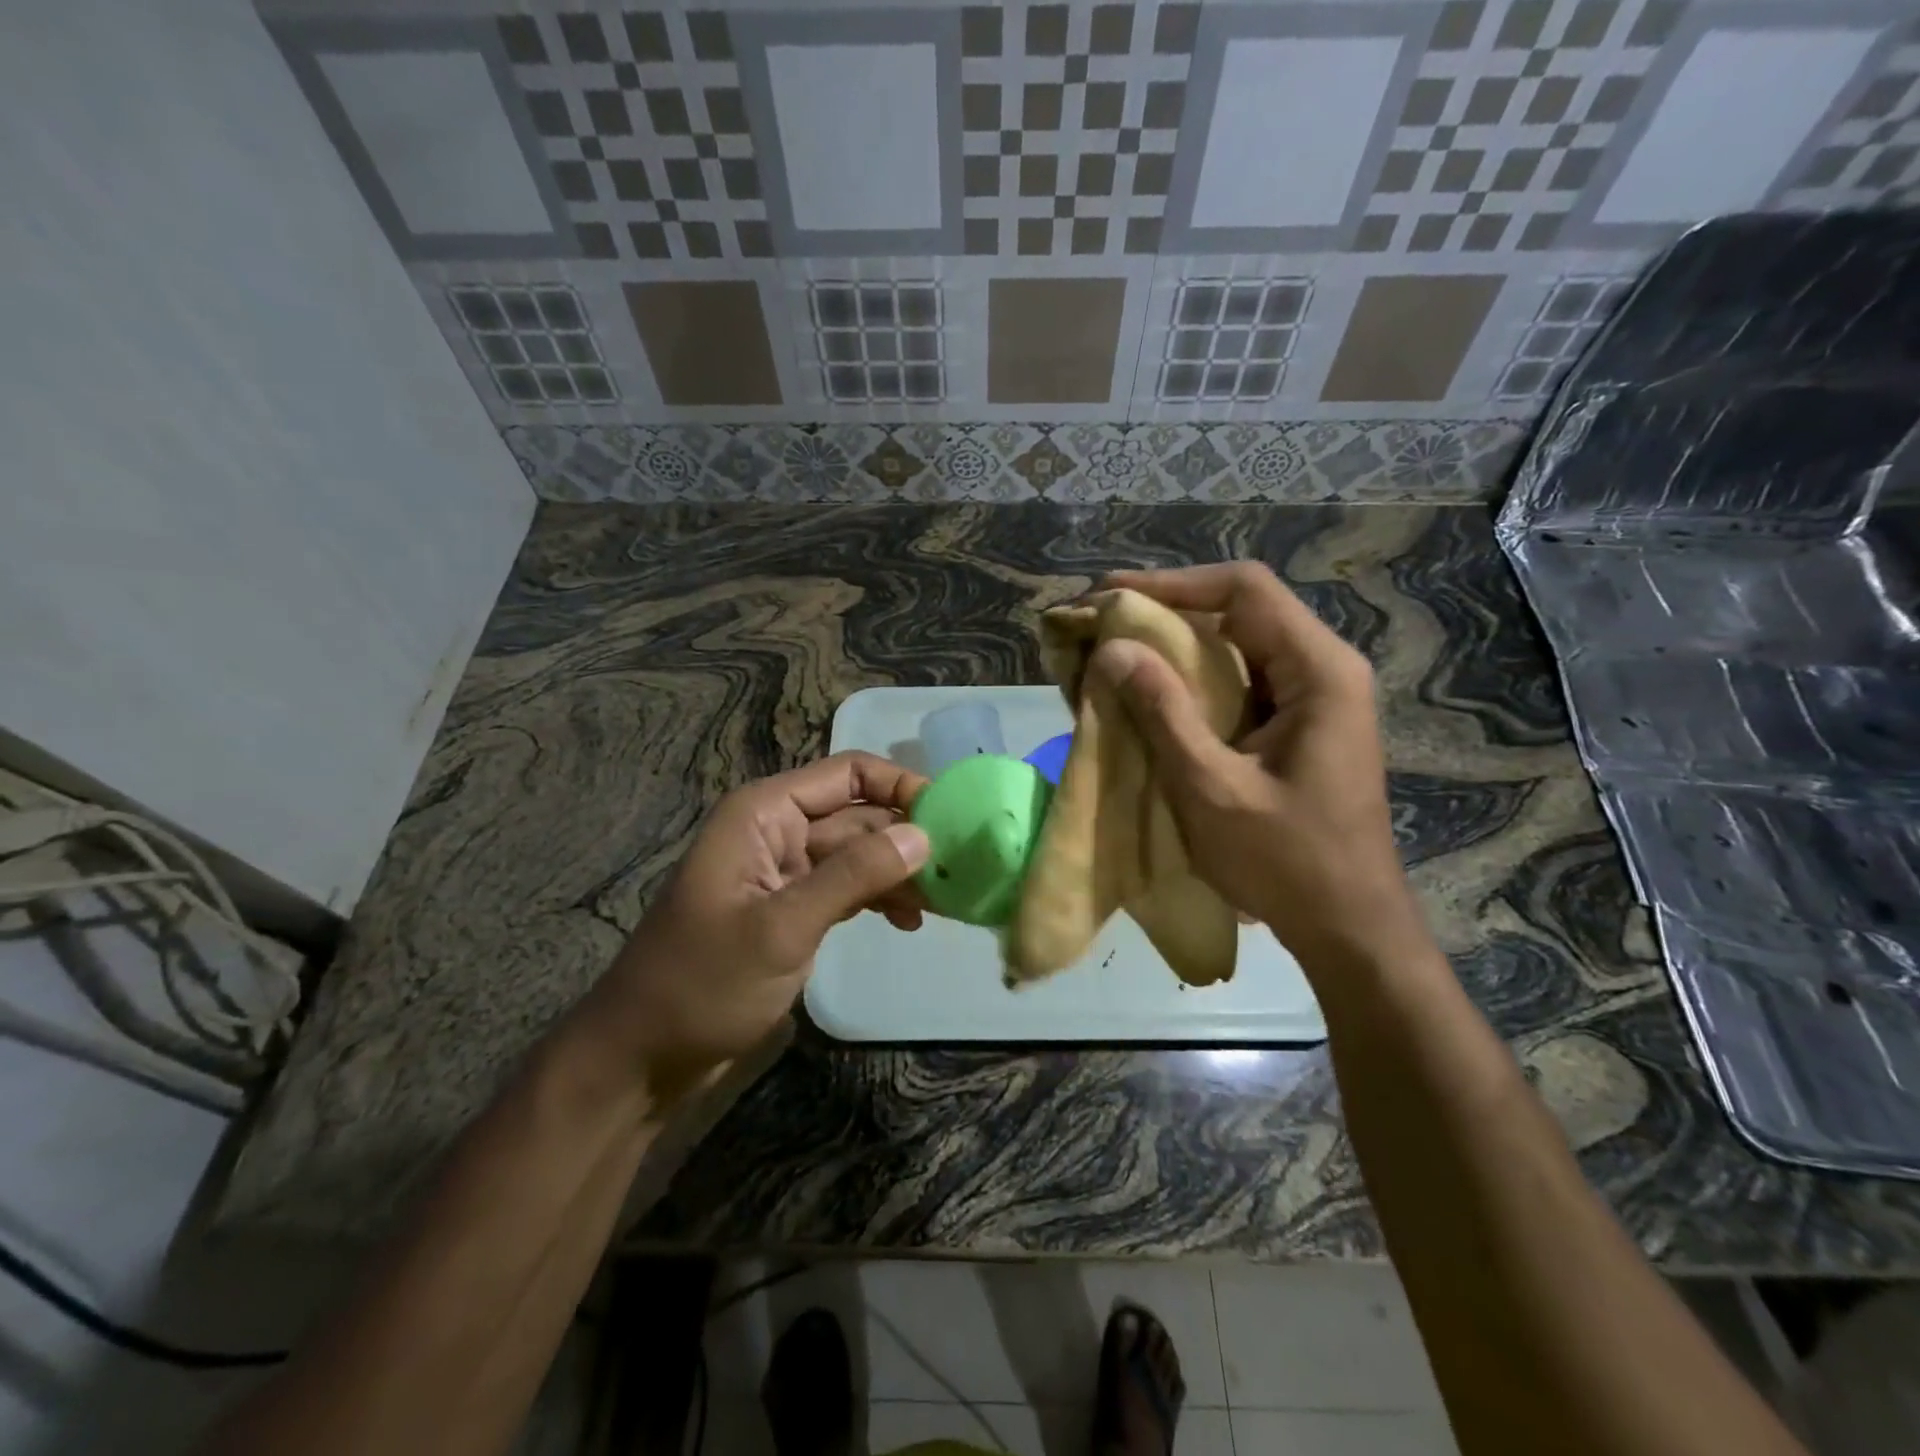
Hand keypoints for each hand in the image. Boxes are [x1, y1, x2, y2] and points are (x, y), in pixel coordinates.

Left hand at [572, 752, 928, 1098]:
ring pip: (859, 854)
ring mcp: (787, 872)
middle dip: (908, 838)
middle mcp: (778, 830)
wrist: (642, 1057)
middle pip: (860, 815)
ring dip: (900, 872)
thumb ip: (853, 876)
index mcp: (765, 813)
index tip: (950, 820)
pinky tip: (911, 921)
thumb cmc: (702, 984)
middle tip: (964, 869)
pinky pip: (848, 888)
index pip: (849, 774)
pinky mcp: (794, 909)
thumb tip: (924, 836)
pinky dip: (879, 898)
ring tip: (946, 901)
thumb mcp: (782, 927)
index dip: (901, 788)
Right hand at [1092, 564, 1423, 967]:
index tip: (1110, 597)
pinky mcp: (1297, 726)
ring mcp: (1314, 698)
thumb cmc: (1287, 862)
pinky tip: (1149, 696)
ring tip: (1112, 655)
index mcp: (1319, 671)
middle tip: (1099, 626)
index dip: (1173, 583)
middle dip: (1165, 613)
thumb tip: (1113, 649)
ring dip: (1174, 648)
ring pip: (1236, 647)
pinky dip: (1191, 683)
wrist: (1349, 927)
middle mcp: (1323, 669)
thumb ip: (1163, 713)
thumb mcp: (1212, 788)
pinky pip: (1239, 683)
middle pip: (1240, 611)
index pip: (1245, 590)